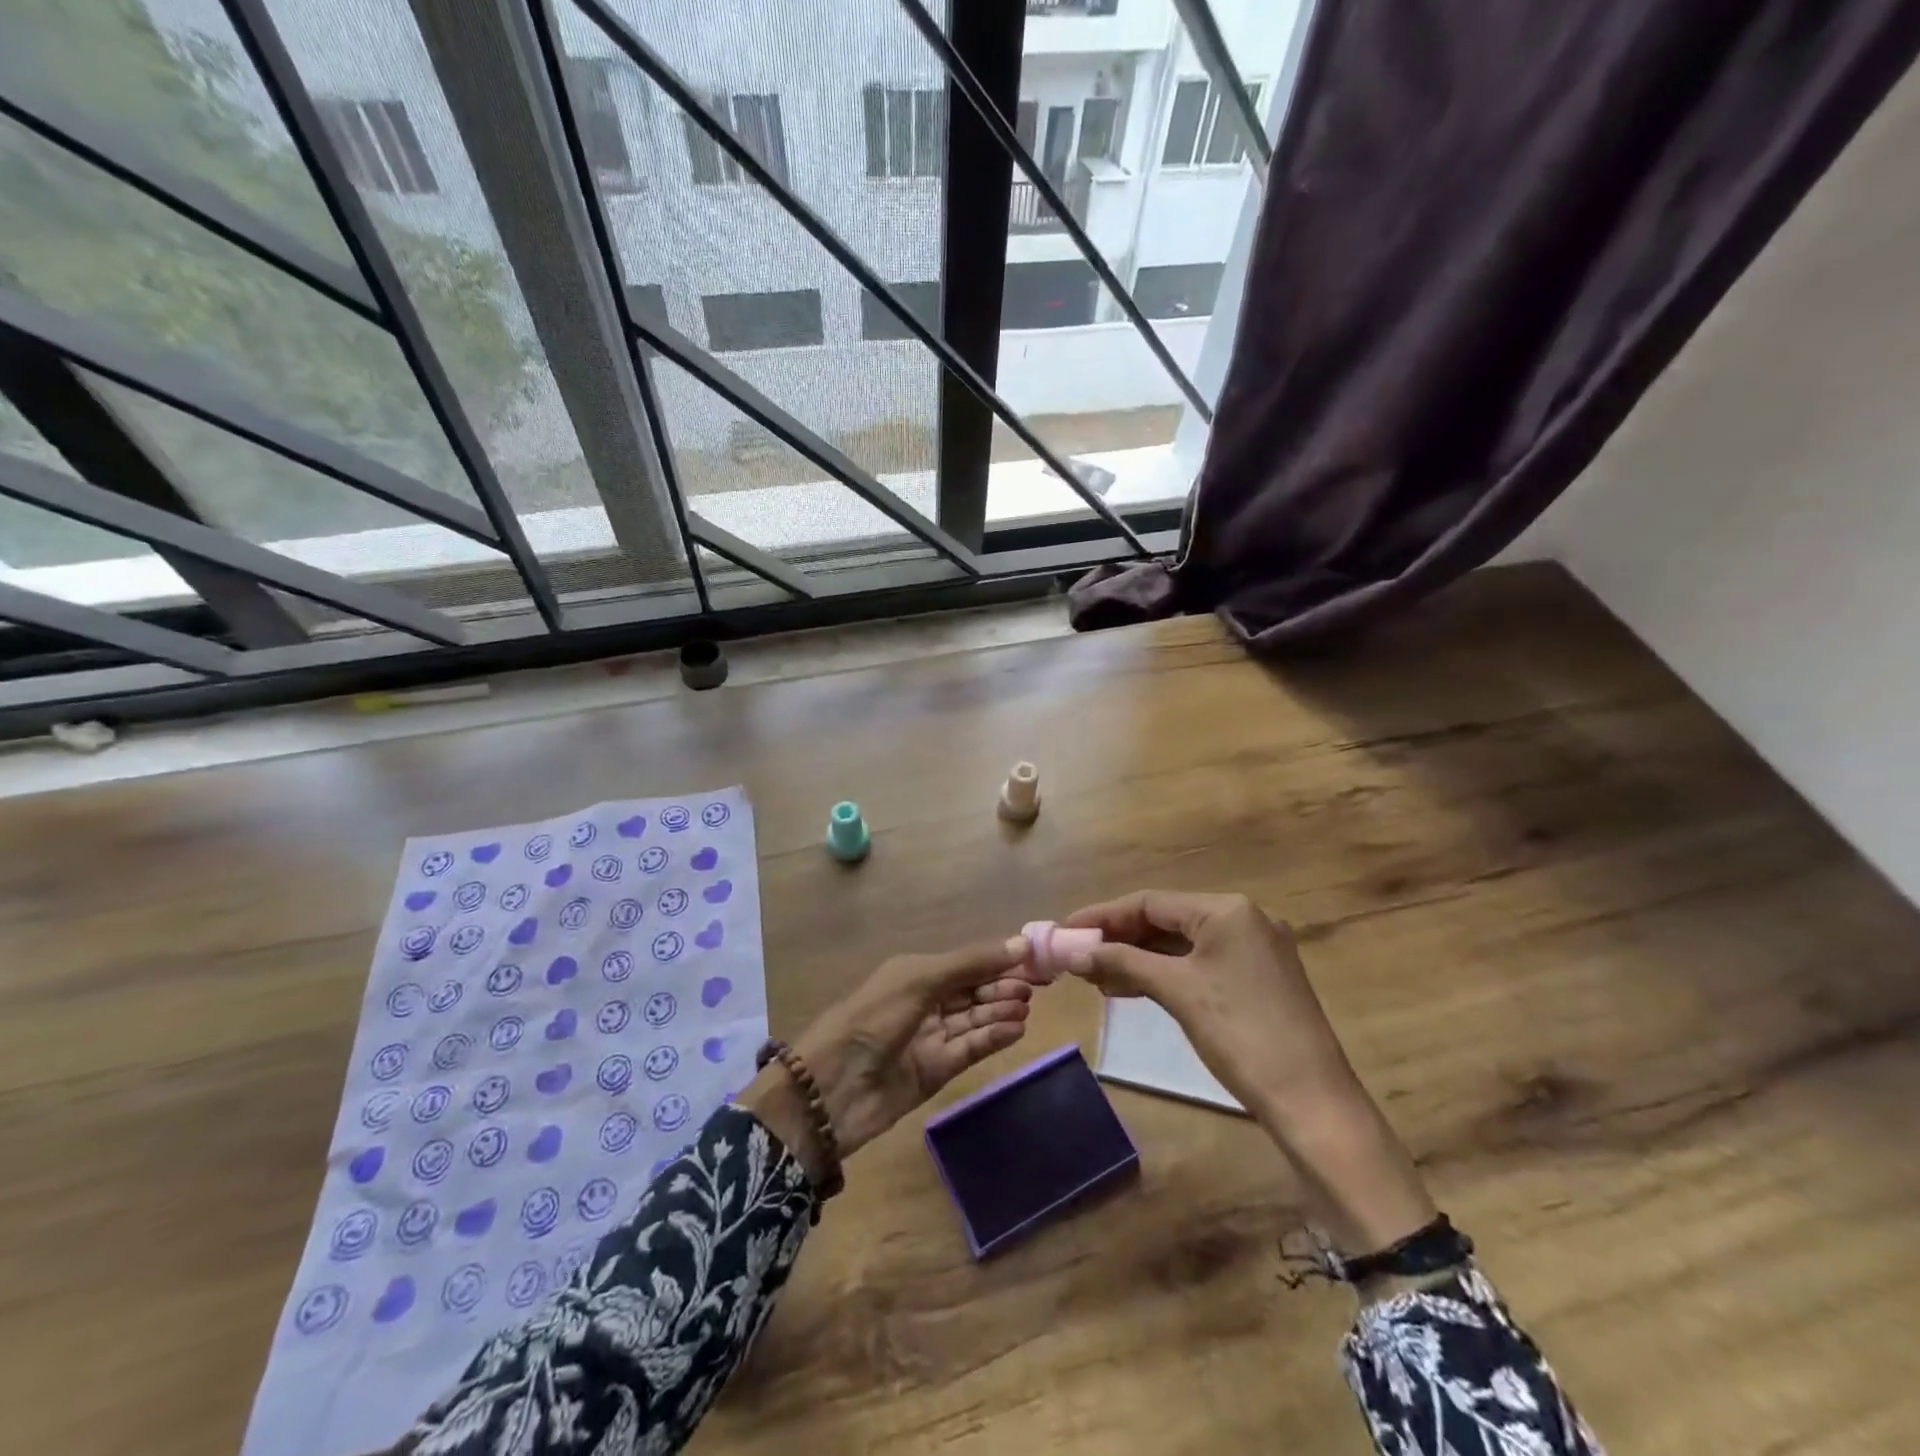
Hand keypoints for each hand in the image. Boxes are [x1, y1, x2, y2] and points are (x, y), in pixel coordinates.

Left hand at [740, 936, 1030, 1178]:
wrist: (832, 1089)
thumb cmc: (873, 1019)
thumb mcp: (920, 980)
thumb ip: (970, 963)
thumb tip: (1020, 943)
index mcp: (915, 974)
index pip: (965, 964)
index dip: (997, 960)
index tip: (1033, 958)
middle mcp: (924, 1003)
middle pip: (972, 991)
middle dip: (1002, 986)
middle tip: (1036, 986)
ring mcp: (930, 1038)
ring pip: (974, 1020)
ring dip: (1000, 1010)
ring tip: (1027, 1006)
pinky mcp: (936, 1071)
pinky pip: (970, 1049)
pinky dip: (993, 1038)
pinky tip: (1016, 1029)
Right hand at [1063, 891, 1434, 1253]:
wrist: (1313, 1103)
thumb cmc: (1241, 1035)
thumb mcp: (1177, 991)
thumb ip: (1122, 962)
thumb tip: (1071, 951)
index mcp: (1227, 910)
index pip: (1149, 902)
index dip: (1102, 916)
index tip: (1064, 929)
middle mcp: (1243, 919)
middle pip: (1164, 919)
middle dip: (1118, 938)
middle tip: (1076, 955)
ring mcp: (1253, 950)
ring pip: (1180, 944)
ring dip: (1137, 958)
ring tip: (1095, 976)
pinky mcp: (1257, 980)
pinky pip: (1198, 964)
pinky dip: (1163, 973)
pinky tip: (1130, 988)